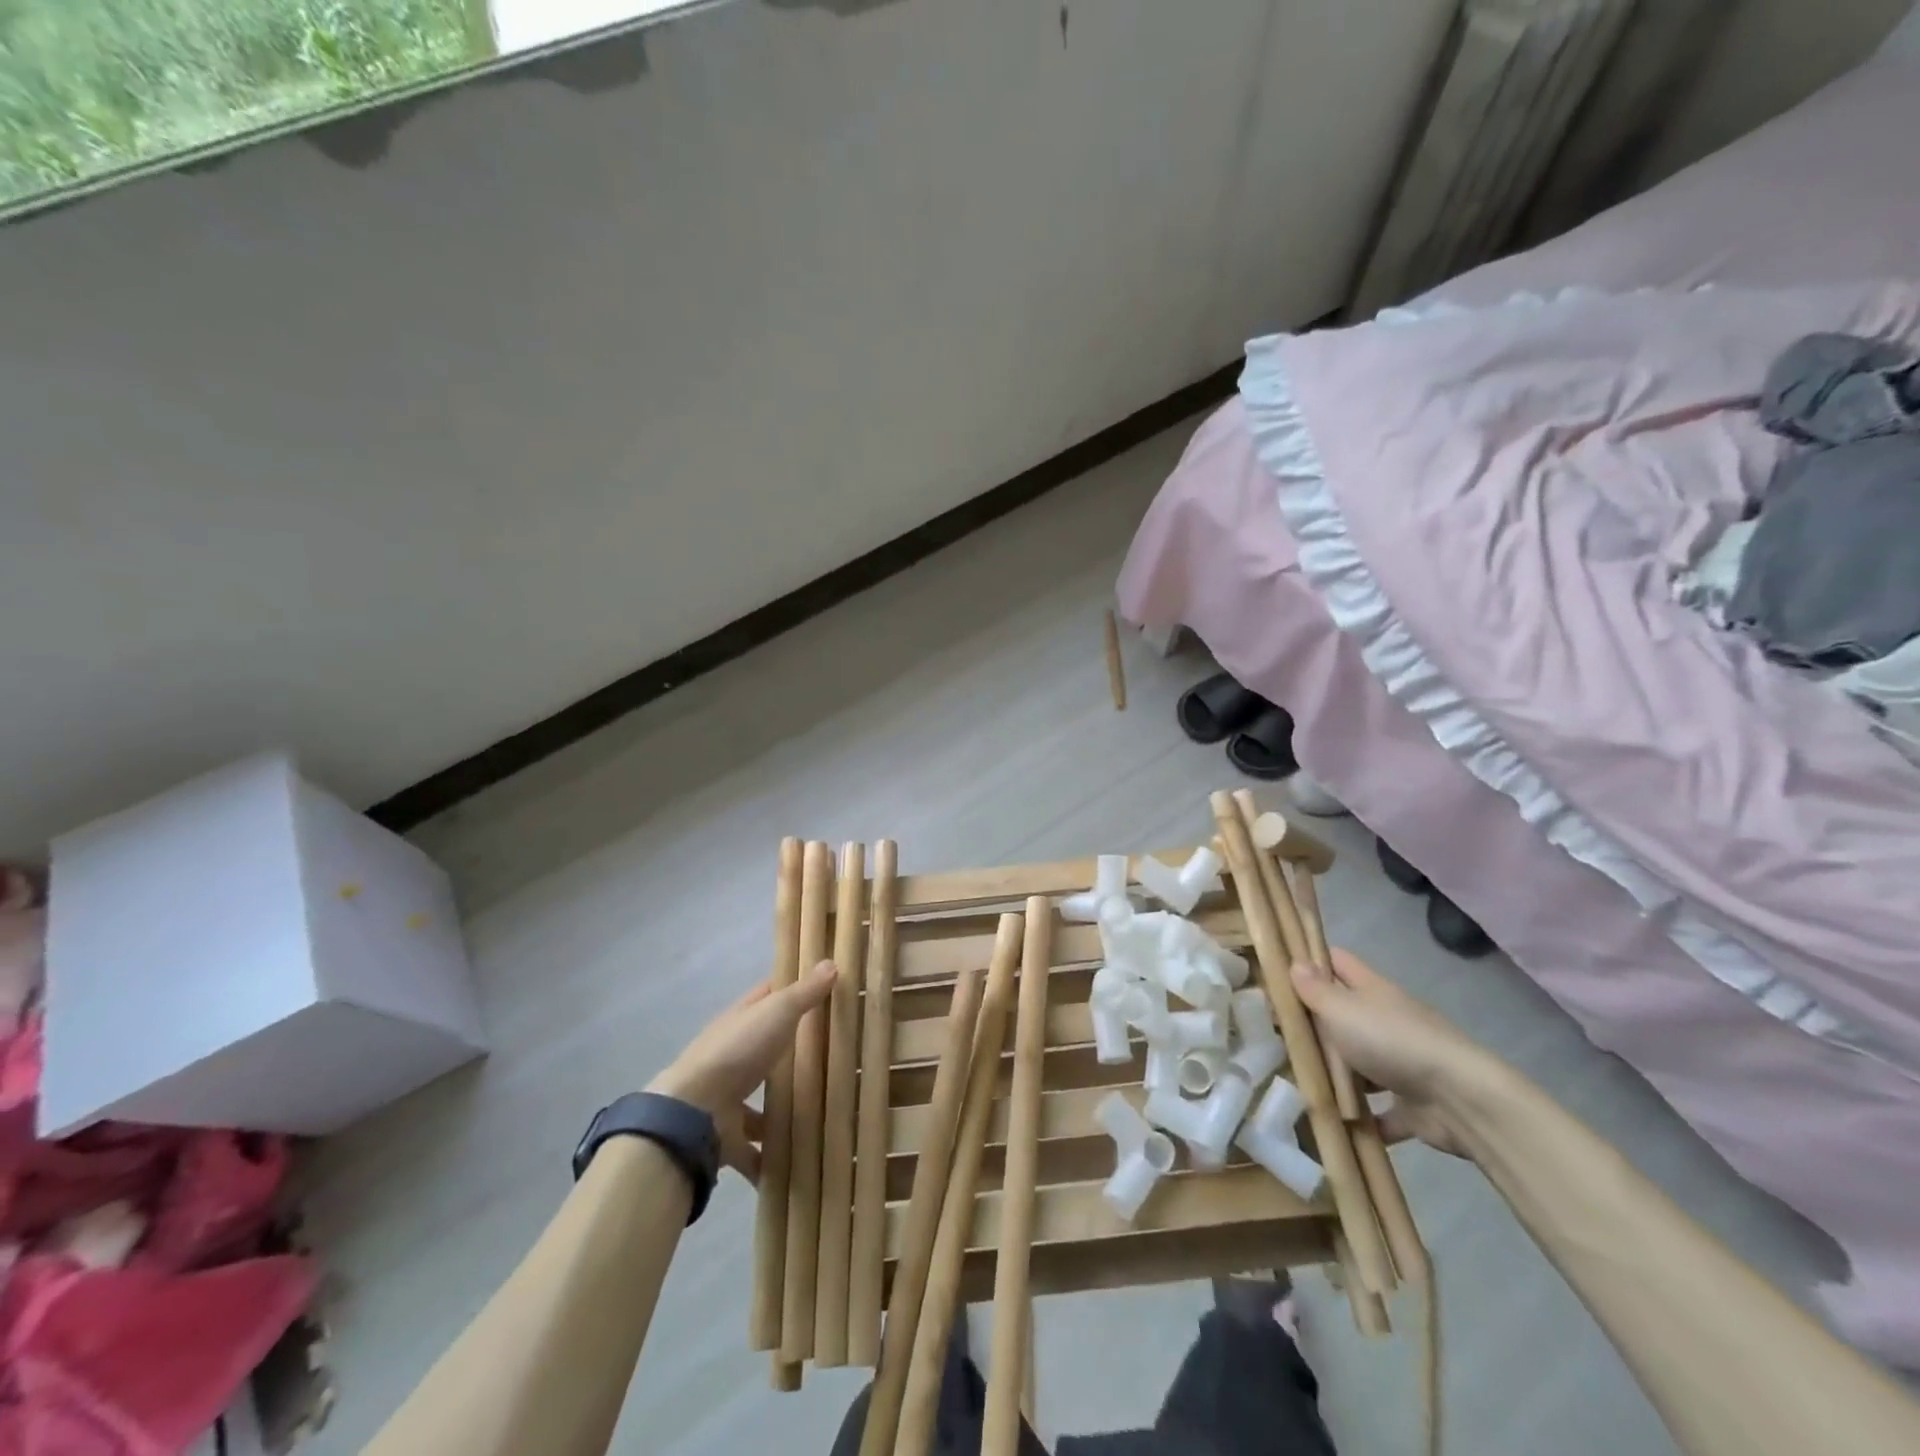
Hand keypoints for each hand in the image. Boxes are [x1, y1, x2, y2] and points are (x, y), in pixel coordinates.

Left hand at [648, 962, 836, 1180]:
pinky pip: (753, 1150)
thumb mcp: (777, 1012)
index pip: (766, 996)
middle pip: (764, 1050)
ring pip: (758, 1103)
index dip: (790, 989)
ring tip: (819, 1118)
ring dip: (779, 1112)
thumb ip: (804, 992)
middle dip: (790, 1054)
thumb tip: (832, 961)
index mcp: (741, 1020)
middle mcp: (732, 1056)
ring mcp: (727, 1098)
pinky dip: (769, 1159)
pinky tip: (795, 1164)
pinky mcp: (727, 1138)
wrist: (693, 1113)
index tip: (820, 990)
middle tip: (832, 1058)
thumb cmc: (738, 1051)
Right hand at [1291, 949, 1493, 1157]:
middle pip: (1344, 1014)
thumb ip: (1315, 989)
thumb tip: (1294, 964)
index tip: (1277, 972)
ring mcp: (1402, 1064)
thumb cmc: (1392, 1042)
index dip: (1310, 961)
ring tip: (1294, 1082)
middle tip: (1273, 1034)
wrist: (1462, 1101)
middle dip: (1314, 1025)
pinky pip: (1379, 1111)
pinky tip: (1333, 1125)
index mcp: (1372, 991)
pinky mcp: (1413, 1106)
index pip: (1337, 962)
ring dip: (1336, 1074)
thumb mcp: (1342, 1009)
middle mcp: (1387, 1021)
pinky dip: (1362, 1119)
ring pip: (1360, 1063)